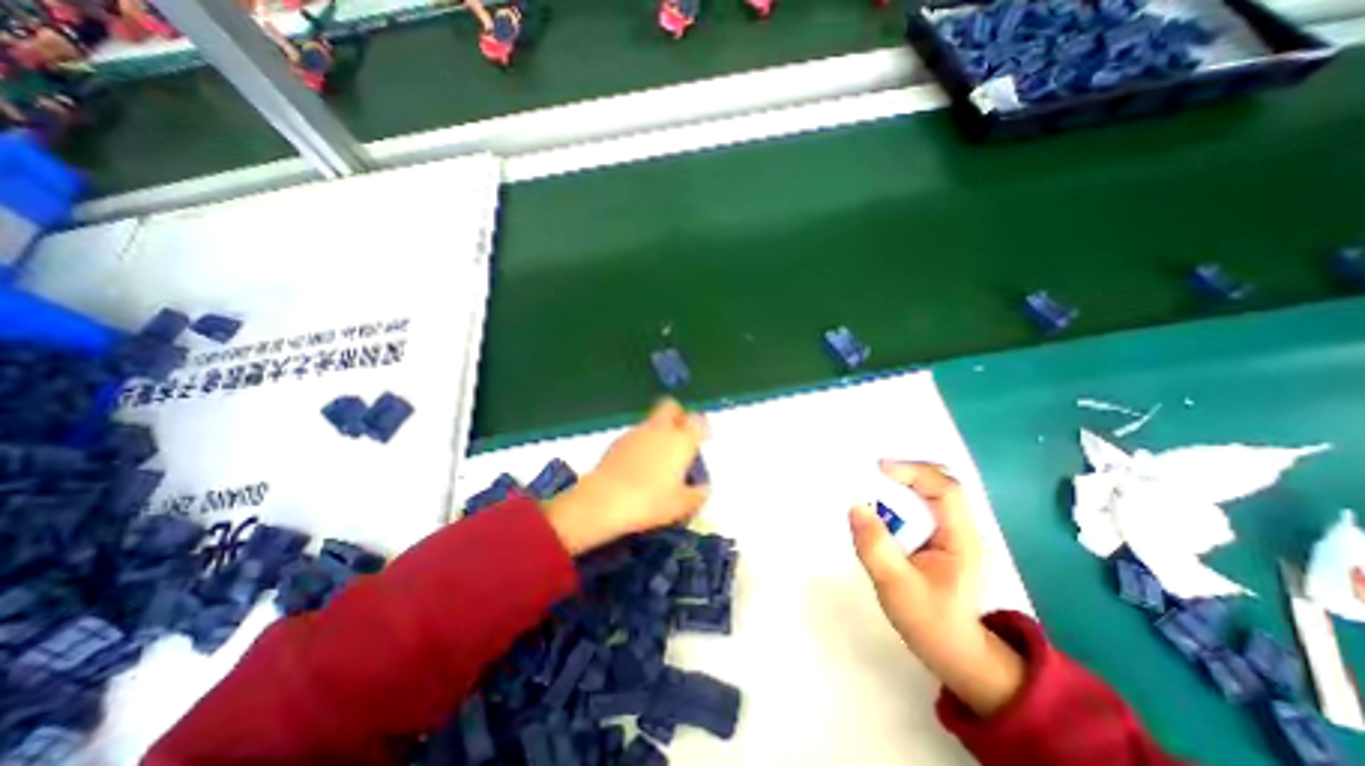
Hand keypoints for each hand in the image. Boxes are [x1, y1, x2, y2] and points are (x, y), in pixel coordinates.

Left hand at [549, 401, 716, 555]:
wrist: (605, 500)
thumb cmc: (650, 501)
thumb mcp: (682, 505)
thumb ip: (697, 495)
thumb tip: (703, 489)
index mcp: (681, 441)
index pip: (698, 420)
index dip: (701, 426)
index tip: (702, 438)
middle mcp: (660, 430)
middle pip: (671, 407)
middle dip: (678, 415)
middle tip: (680, 434)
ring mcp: (636, 432)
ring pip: (652, 421)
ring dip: (658, 431)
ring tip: (658, 457)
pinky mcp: (617, 441)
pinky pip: (635, 435)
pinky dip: (640, 443)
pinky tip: (638, 465)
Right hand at [851, 460, 1023, 717]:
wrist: (953, 652)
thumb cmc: (930, 621)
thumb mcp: (897, 586)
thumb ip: (876, 547)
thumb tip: (854, 506)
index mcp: (961, 538)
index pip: (945, 489)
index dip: (913, 472)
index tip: (878, 468)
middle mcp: (959, 528)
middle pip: (938, 482)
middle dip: (905, 472)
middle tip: (869, 473)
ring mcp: (950, 532)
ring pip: (929, 492)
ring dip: (900, 484)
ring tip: (868, 485)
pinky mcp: (937, 538)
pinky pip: (919, 506)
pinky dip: (898, 498)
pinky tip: (879, 505)